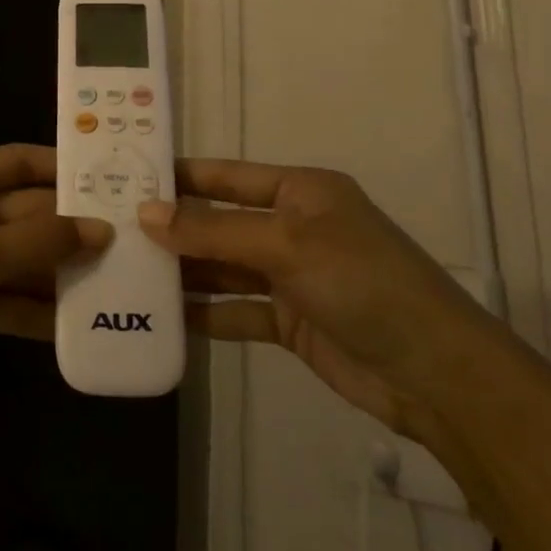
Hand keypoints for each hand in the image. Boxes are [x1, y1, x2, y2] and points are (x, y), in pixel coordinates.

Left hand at [0, 145, 109, 422]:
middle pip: (27, 213)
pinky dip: (37, 309)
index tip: (115, 180)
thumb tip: (101, 229)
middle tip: (133, 241)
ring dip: (61, 271)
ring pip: (22, 257)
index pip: (20, 162)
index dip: (64, 169)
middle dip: (72, 229)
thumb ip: (36, 242)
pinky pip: (9, 296)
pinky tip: (80, 324)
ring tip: (120, 283)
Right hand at [140, 159, 502, 436]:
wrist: (436, 374)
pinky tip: (165, 318)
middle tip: (114, 231)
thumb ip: (213, 232)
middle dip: (174, 228)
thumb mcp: (286, 246)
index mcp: (300, 191)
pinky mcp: (291, 321)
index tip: (127, 179)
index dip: (180, 177)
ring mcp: (291, 276)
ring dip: (185, 272)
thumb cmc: (361, 282)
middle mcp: (293, 226)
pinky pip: (237, 311)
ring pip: (225, 268)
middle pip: (221, 223)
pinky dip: (207, 314)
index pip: (226, 176)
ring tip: (128, 273)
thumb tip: (146, 214)